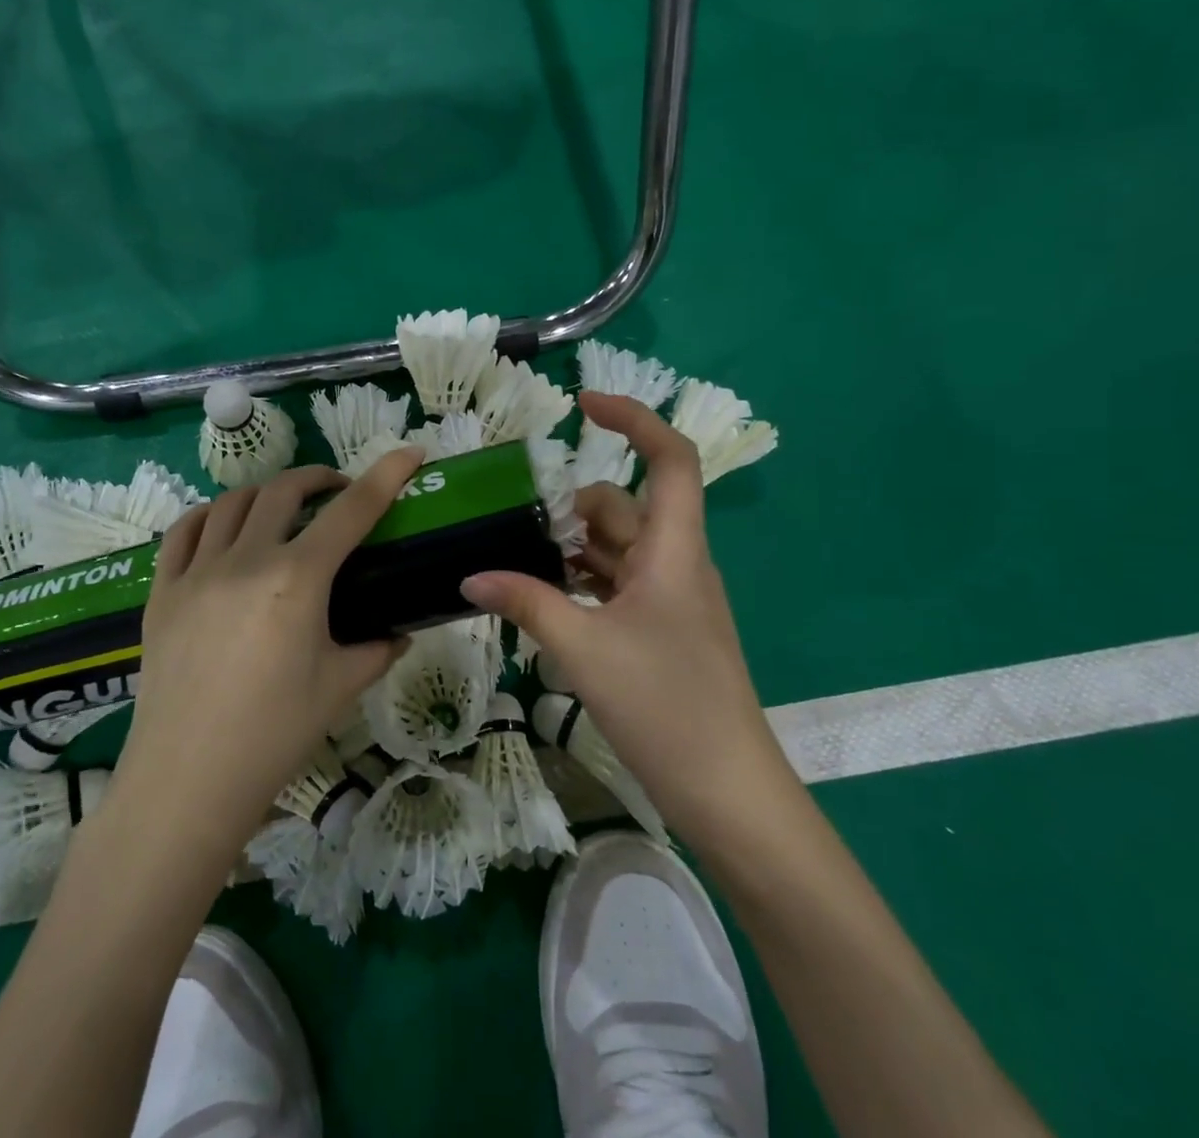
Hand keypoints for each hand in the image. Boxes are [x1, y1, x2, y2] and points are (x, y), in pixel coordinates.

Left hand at [113, 448, 424, 841]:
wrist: (187, 781)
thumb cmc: (274, 735)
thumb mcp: (340, 687)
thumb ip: (377, 648)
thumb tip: (399, 631)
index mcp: (297, 579)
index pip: (352, 510)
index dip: (386, 475)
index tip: (410, 453)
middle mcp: (245, 559)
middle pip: (285, 490)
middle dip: (320, 478)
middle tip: (338, 492)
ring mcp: (196, 571)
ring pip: (233, 502)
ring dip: (267, 493)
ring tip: (284, 510)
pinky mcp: (162, 591)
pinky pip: (182, 531)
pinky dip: (210, 516)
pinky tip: (223, 528)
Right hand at [461, 392, 788, 833]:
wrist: (728, 792)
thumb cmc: (666, 706)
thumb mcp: (583, 649)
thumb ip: (525, 602)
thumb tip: (469, 576)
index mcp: (674, 550)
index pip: (670, 459)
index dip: (633, 419)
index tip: (582, 405)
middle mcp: (677, 563)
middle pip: (626, 507)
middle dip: (573, 508)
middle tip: (517, 527)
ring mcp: (672, 600)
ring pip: (619, 549)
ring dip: (573, 548)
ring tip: (519, 564)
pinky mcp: (664, 631)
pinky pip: (619, 585)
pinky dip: (583, 582)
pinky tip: (546, 601)